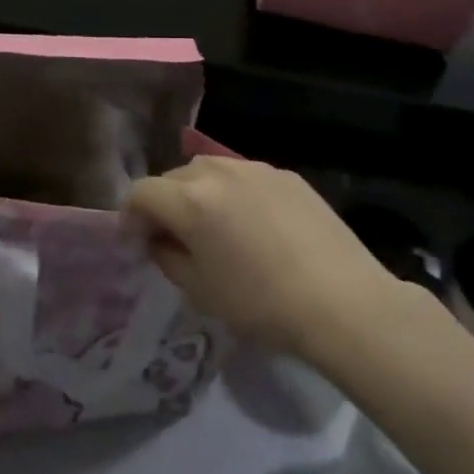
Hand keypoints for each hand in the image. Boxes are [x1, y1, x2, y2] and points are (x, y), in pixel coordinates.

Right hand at [122, 157, 397, 359]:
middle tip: (174, 237)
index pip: (141, 193)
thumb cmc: (262, 305)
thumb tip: (158, 239)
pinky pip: (246, 178)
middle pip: (174, 177)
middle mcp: (218, 171)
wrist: (342, 302)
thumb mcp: (200, 291)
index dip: (130, 217)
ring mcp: (255, 168)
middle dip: (165, 204)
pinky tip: (256, 226)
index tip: (137, 243)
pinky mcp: (286, 175)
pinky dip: (236, 194)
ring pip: (210, 170)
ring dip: (200, 193)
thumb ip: (168, 257)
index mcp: (191, 200)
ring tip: (215, 227)